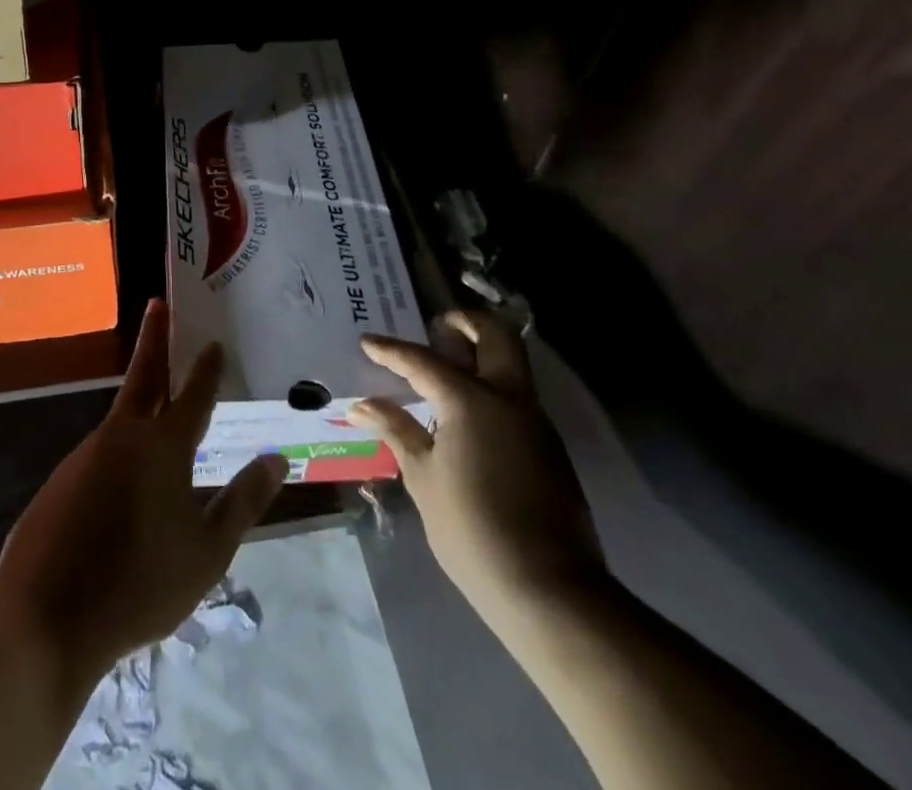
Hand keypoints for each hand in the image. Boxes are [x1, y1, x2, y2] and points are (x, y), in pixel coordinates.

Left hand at [0, 299, 288, 682]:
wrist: (45, 618)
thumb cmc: (139, 584)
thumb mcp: (208, 552)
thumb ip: (243, 501)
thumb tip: (277, 458)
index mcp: (163, 446)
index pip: (193, 394)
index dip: (206, 367)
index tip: (213, 340)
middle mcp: (123, 436)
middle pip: (144, 376)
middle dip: (154, 338)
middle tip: (158, 304)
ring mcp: (86, 454)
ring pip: (121, 417)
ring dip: (139, 398)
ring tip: (157, 398)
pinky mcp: (62, 479)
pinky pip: (100, 454)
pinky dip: (119, 448)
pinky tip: (124, 480)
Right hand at [348, 309, 605, 630]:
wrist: (548, 590)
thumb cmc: (472, 530)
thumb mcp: (423, 479)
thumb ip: (396, 431)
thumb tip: (362, 405)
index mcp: (471, 401)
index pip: (423, 362)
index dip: (391, 351)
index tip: (367, 342)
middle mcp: (509, 398)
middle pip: (495, 336)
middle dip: (466, 322)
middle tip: (438, 328)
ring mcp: (535, 421)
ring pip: (513, 363)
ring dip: (483, 351)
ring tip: (447, 366)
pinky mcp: (548, 447)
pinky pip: (518, 396)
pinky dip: (492, 385)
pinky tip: (468, 412)